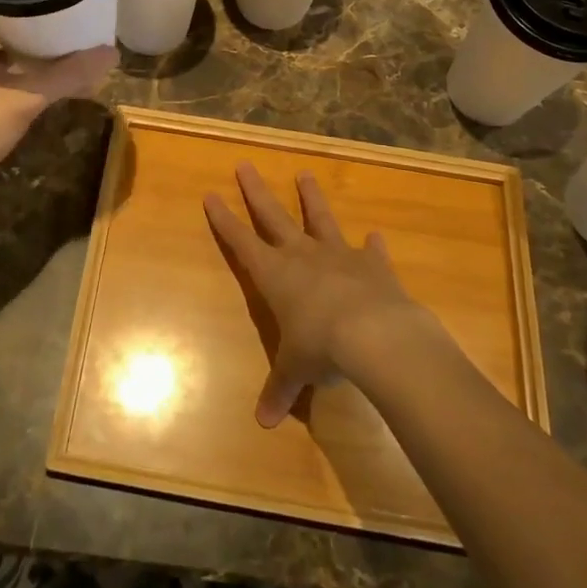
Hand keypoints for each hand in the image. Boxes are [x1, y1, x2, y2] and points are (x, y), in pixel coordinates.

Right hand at [204, 163, 431, 427]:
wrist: (375, 334)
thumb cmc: (321, 348)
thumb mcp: (296, 370)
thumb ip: (280, 390)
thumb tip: (264, 423)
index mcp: (276, 275)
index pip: (242, 242)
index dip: (225, 220)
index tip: (211, 194)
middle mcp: (302, 255)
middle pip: (273, 216)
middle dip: (256, 191)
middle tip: (245, 164)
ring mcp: (338, 254)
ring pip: (319, 218)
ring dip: (311, 197)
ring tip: (305, 173)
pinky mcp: (372, 263)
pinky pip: (371, 250)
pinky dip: (373, 244)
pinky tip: (376, 234)